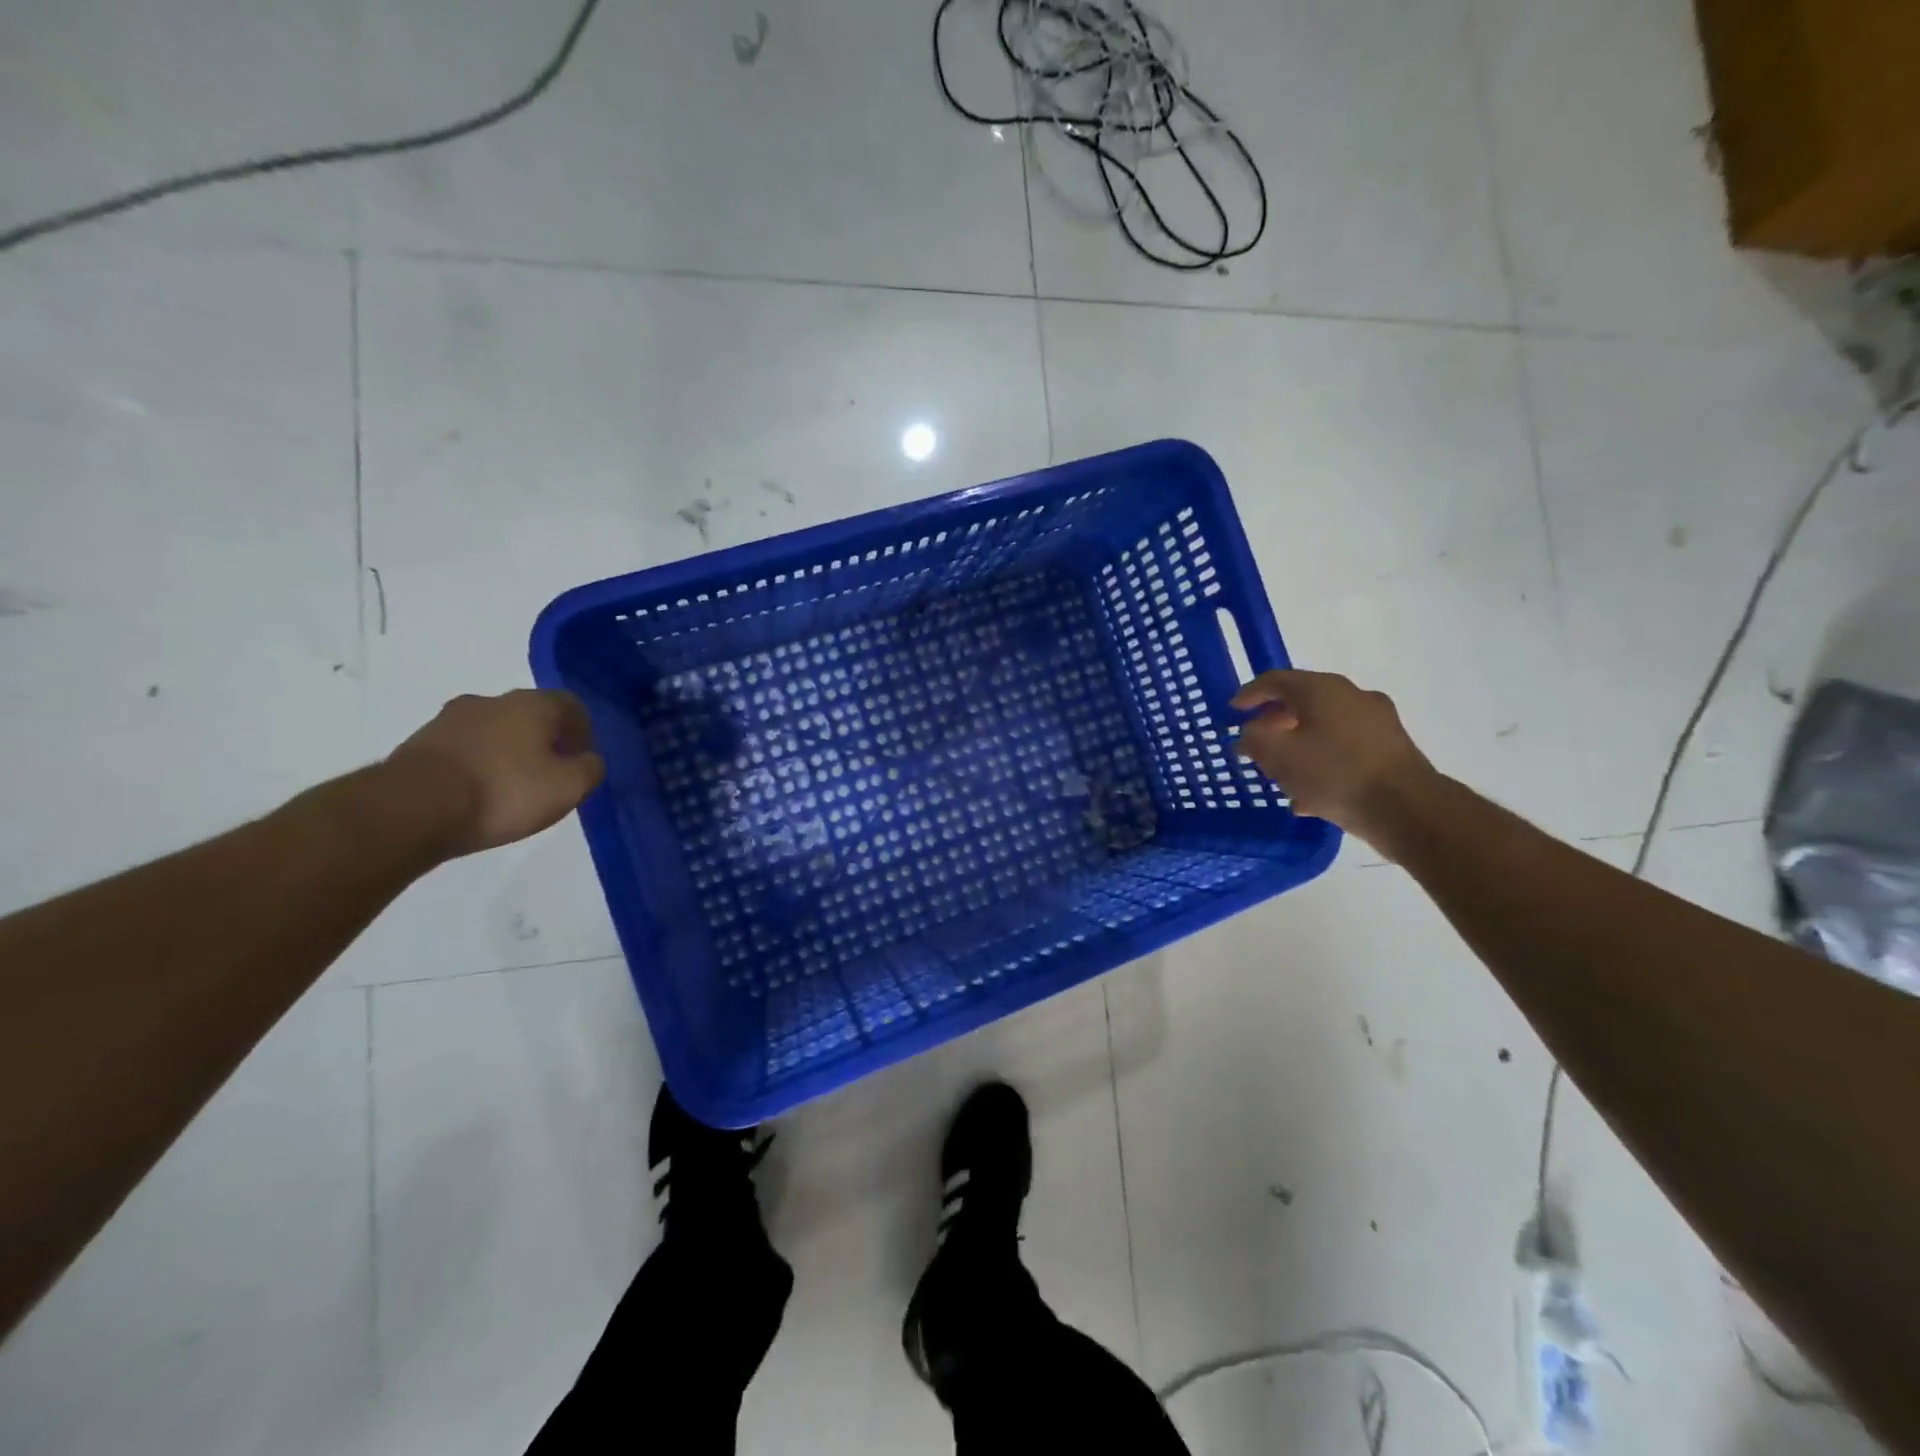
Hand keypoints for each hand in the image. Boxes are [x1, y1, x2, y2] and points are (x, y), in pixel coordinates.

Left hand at [387, 690, 605, 856]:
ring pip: (493, 730)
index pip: (570, 704)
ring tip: (511, 787)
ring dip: (507, 751)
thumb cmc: (504, 791)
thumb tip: (589, 760)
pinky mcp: (419, 744)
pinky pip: (463, 749)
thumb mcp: (568, 787)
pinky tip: (477, 793)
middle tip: (550, 773)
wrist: (412, 808)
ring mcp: (449, 720)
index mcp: (532, 704)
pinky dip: (476, 764)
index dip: (583, 730)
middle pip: (530, 715)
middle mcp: (491, 700)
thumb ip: (590, 769)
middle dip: (544, 740)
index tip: (582, 758)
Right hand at [1231, 670, 1437, 848]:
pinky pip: (1345, 749)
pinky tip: (1309, 795)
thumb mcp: (1278, 756)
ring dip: (1298, 745)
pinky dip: (1322, 763)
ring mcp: (1377, 723)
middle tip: (1255, 742)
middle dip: (1274, 722)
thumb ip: (1254, 738)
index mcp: (1322, 689)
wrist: (1406, 808)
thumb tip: (1250, 733)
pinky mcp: (1391, 750)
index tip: (1232, 711)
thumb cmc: (1334, 773)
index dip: (1249, 694)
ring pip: (1324, 728)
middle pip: (1303, 702)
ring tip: (1279, 772)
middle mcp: (1352, 696)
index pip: (1276, 680)